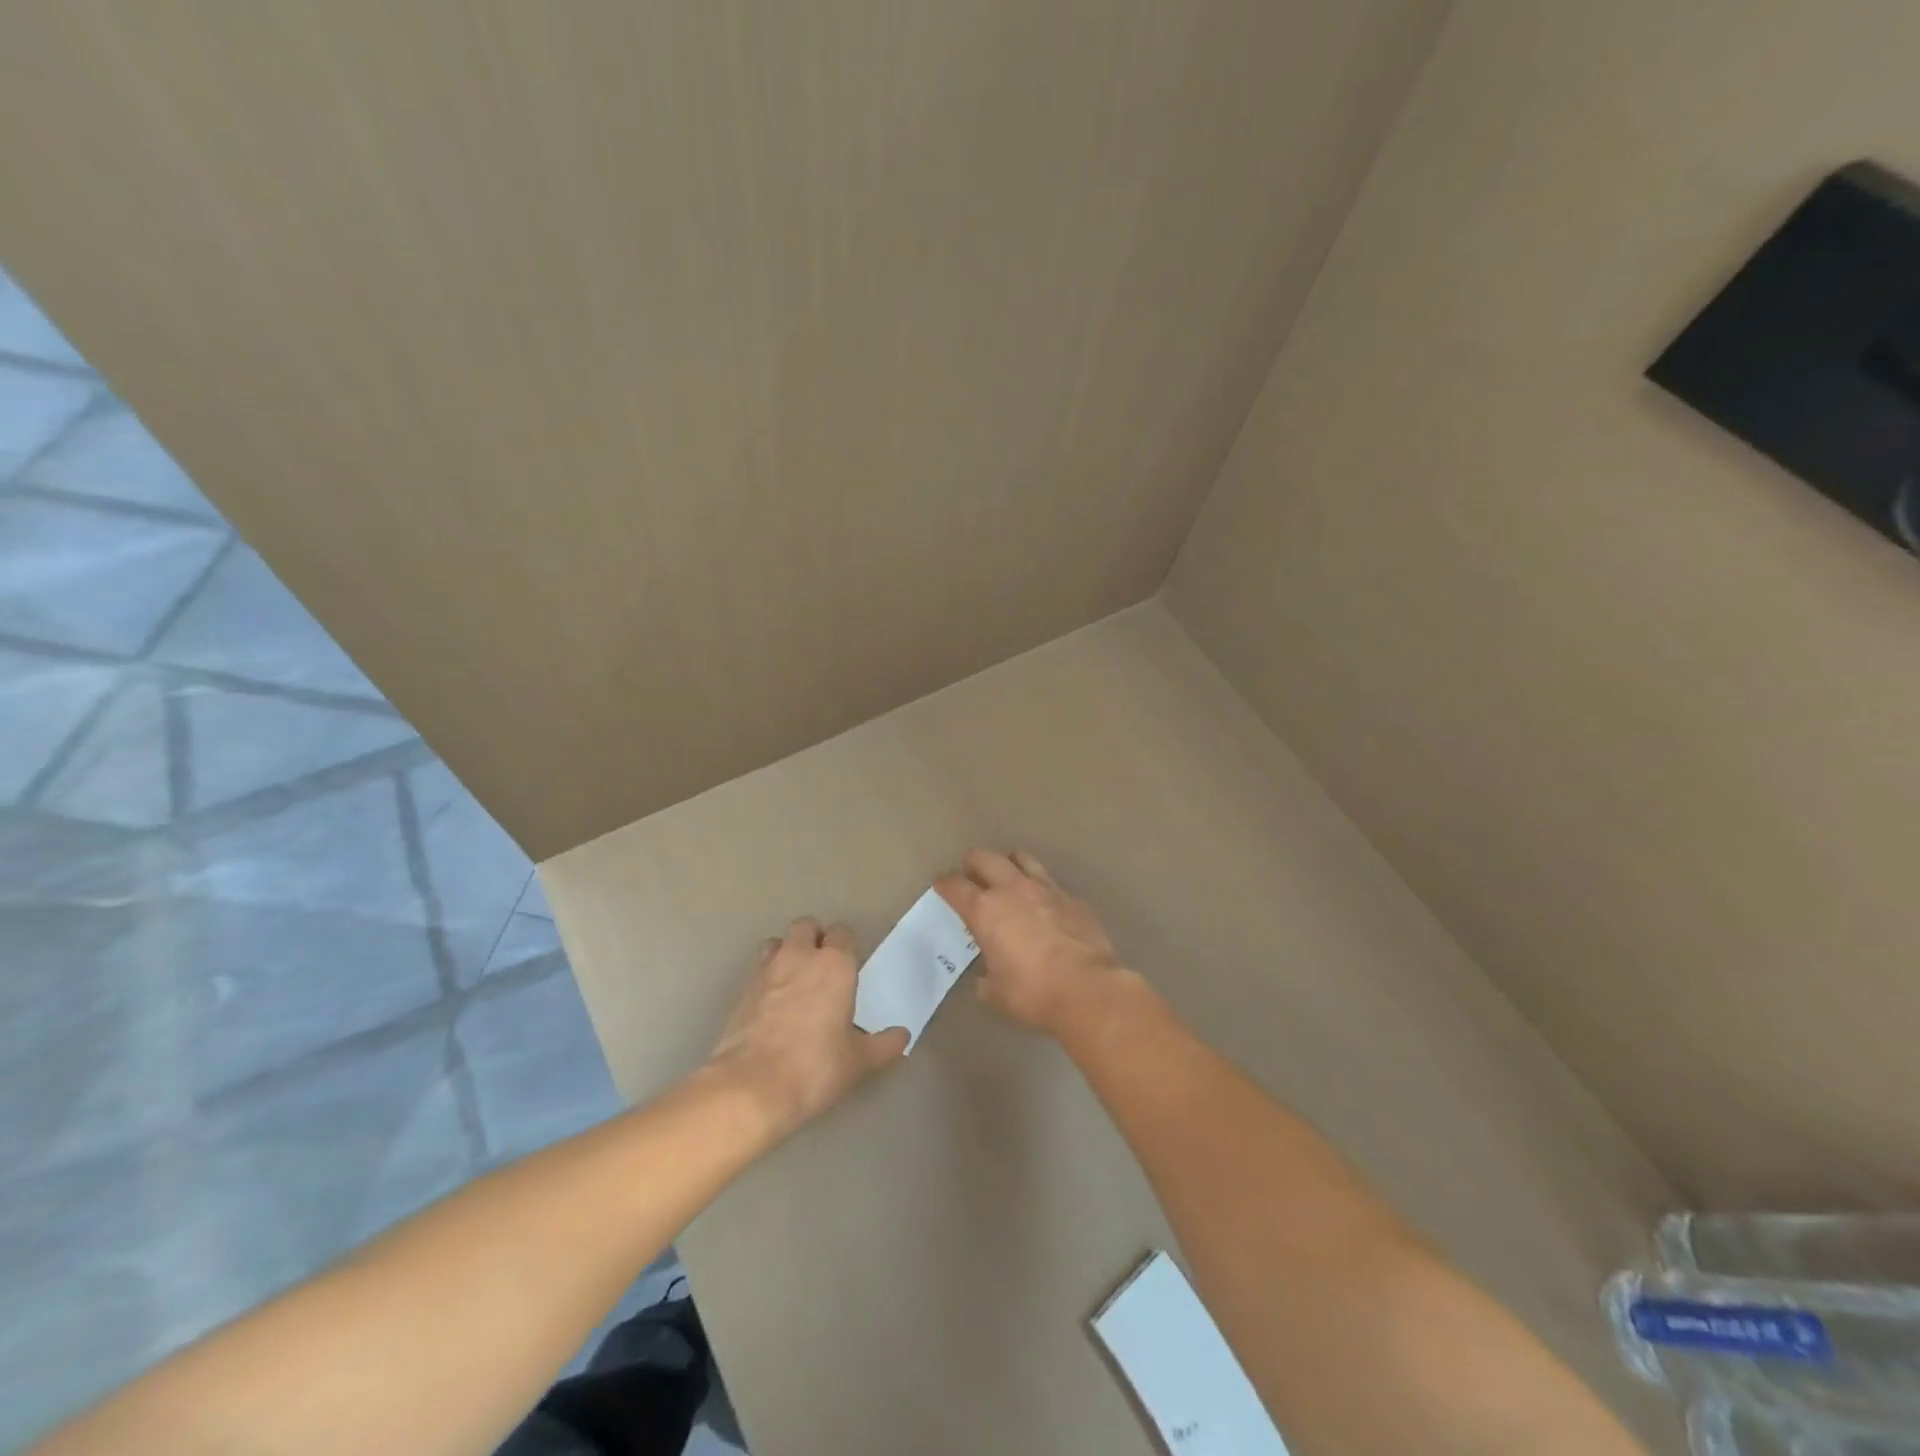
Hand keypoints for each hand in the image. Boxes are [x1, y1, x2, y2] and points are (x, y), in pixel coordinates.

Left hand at [706, 917, 908, 1140]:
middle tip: (822, 966)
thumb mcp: (859, 1061)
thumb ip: (884, 1044)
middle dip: (814, 938)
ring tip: (794, 979)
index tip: (849, 965)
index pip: (842, 933)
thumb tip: (902, 1036)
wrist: (751, 1087)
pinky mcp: (742, 991)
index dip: (845, 945)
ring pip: (777, 942)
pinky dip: (767, 978)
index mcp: (835, 964)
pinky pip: (758, 970)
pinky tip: (773, 1005)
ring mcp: (766, 971)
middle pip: (806, 926)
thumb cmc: (815, 1067)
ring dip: (786, 952)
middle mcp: (800, 957)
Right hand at [935, 849, 1135, 1037]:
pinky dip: (1041, 889)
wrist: (1087, 988)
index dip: (944, 884)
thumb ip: (986, 978)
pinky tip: (1044, 906)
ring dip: (1009, 863)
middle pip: (985, 858)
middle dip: (973, 863)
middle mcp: (1012, 890)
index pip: (955, 886)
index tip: (941, 885)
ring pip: (1021, 858)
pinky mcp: (1073, 898)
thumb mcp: (995, 993)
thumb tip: (988, 977)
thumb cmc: (1032, 992)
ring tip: (1008, 877)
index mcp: (985, 910)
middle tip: (971, 874)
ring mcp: (1046, 889)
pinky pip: (1051, 882)